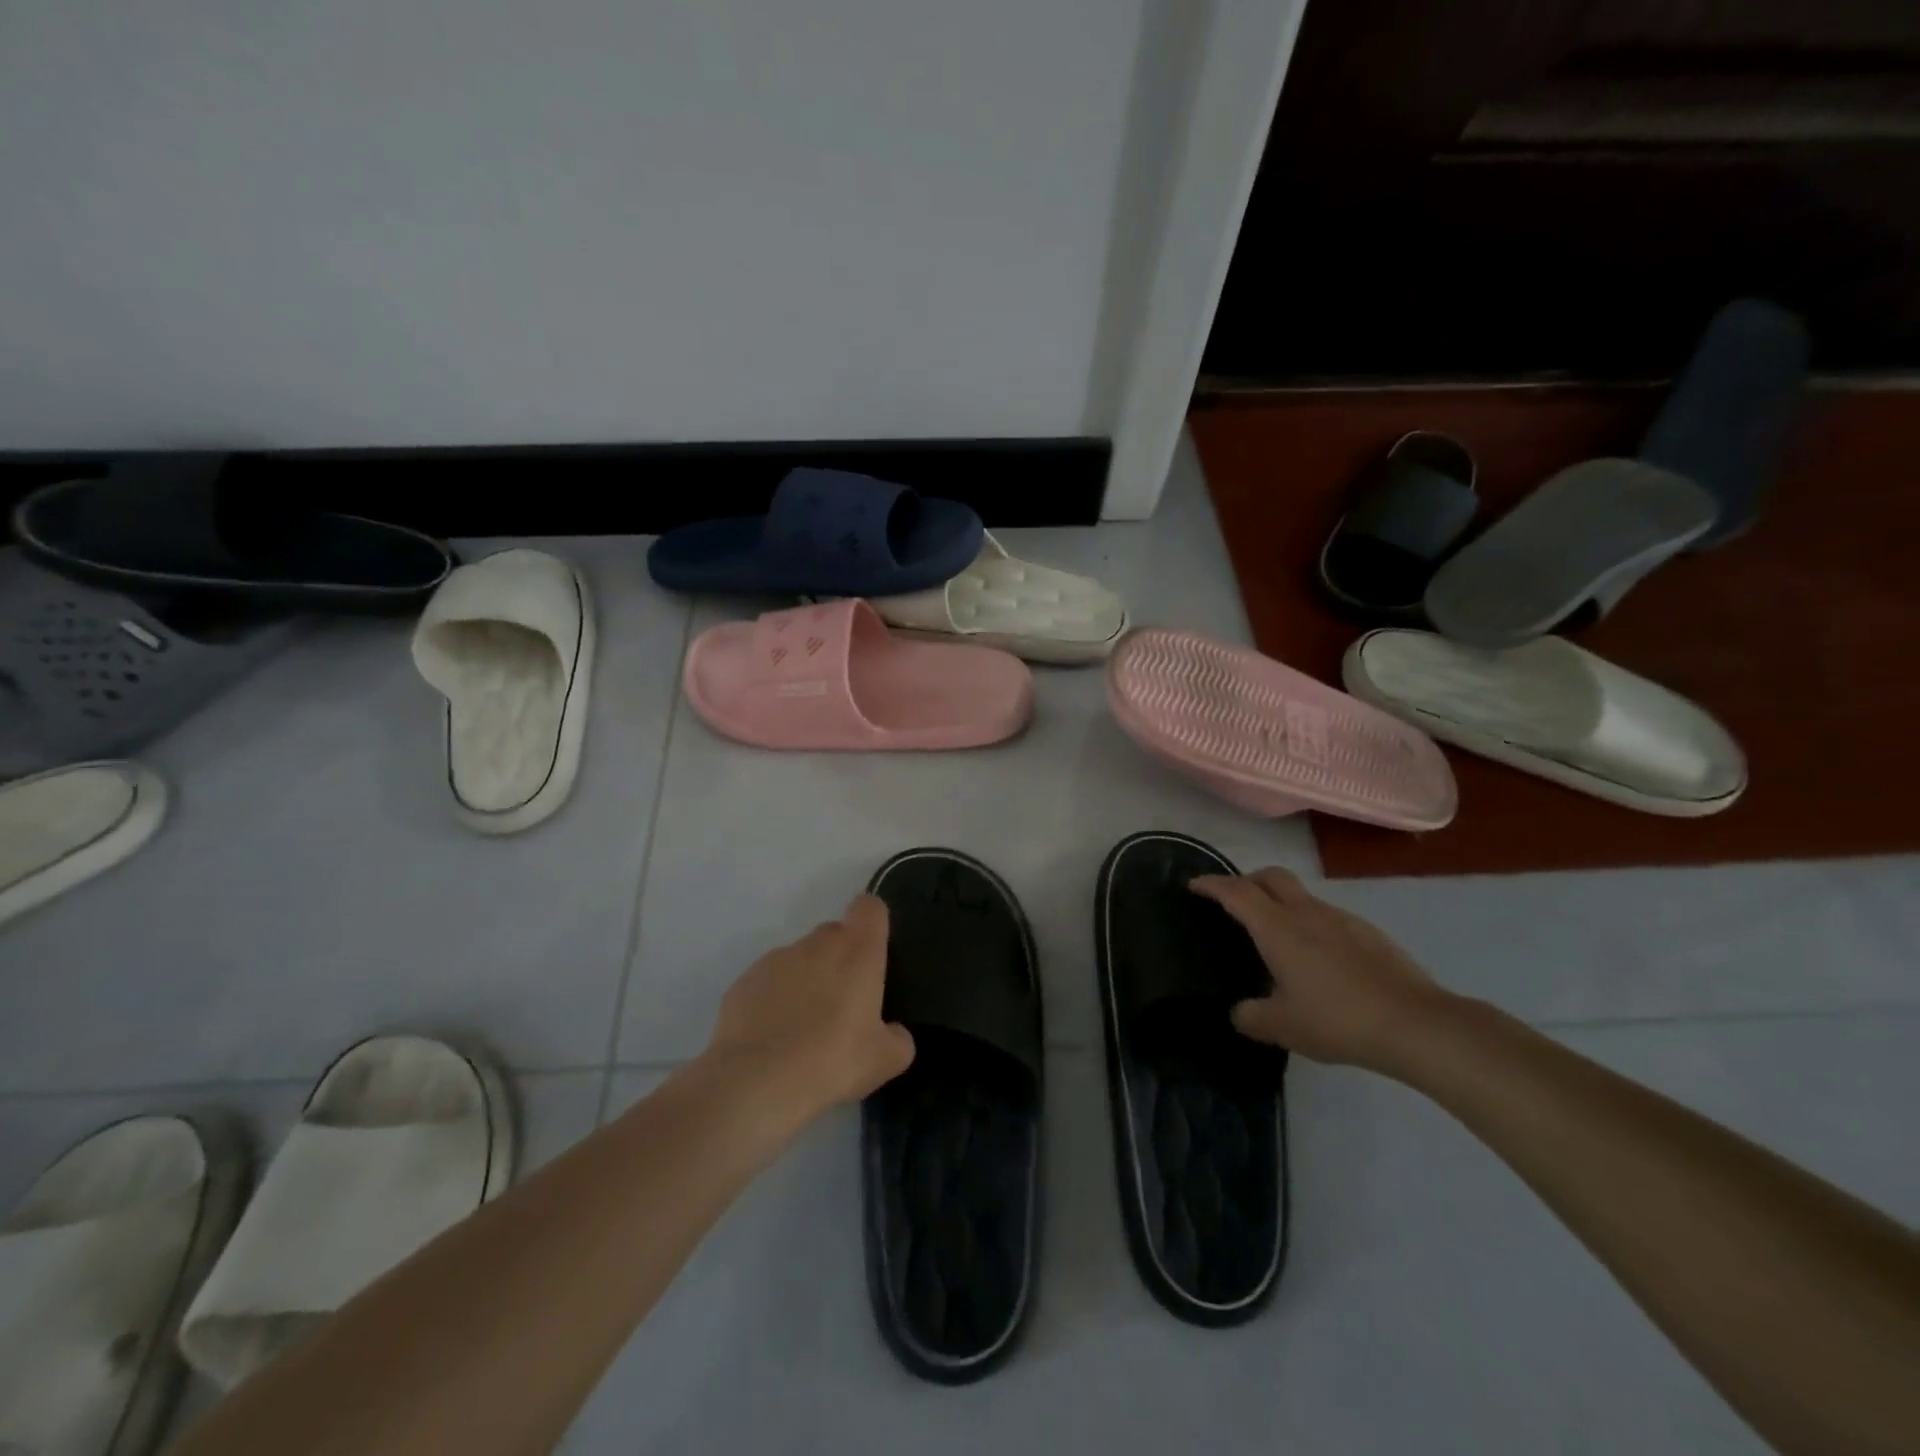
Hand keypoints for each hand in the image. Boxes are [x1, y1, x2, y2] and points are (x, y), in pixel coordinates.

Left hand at [705, 894, 915, 1118]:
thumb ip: (898, 1038)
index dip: (872, 924)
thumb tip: (894, 1033)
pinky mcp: (743, 981)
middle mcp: (817, 943)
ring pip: (799, 959)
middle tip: (842, 1005)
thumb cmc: (833, 1061)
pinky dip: (773, 1001)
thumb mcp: (884, 1060)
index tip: (873, 953)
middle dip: (839, 960)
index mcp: (857, 951)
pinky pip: (767, 983)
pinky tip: (772, 1039)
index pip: (869, 908)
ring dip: (805, 981)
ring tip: (802, 1029)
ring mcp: (776, 959)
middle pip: (834, 934)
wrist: (755, 1083)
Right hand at [1190, 867, 1454, 1072]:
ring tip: (1277, 936)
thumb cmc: (1338, 1020)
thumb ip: (1251, 1016)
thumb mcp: (1282, 1027)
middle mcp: (1307, 913)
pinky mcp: (1369, 933)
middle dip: (1247, 880)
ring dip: (1281, 903)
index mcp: (1278, 929)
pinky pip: (1328, 916)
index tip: (1194, 884)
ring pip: (1301, 895)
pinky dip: (1310, 923)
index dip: (1211, 884)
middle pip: (1271, 877)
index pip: (1236, 892)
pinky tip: (1318, 959)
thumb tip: (1240, 1011)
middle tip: (1234, 901)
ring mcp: (1342, 919)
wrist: (1416, 1025)